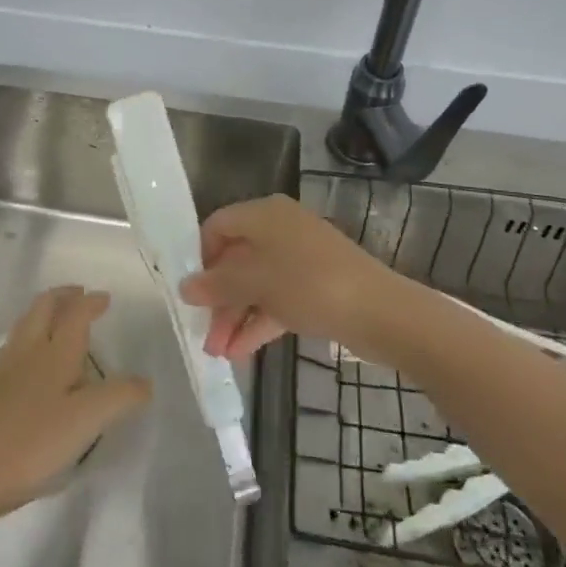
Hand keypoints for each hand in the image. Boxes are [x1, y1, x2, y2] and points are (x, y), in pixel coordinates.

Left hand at [0, 287, 150, 514]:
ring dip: (43, 312)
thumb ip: (120, 396)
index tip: (105, 299)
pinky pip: (14, 346)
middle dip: (63, 296)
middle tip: (79, 295)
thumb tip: (145, 383)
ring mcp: (7, 368)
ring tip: (57, 318)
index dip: (91, 302)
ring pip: (25, 324)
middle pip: (43, 307)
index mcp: (56, 351)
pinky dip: (28, 337)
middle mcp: (30, 350)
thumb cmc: (37, 439)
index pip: (75, 313)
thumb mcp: (89, 419)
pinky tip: (31, 357)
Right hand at [179, 194, 406, 361]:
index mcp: (264, 214)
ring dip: (234, 315)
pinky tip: (239, 352)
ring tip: (216, 352)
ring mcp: (299, 259)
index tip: (189, 290)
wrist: (379, 312)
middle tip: (202, 333)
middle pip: (236, 258)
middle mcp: (280, 229)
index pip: (218, 225)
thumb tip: (185, 287)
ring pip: (255, 283)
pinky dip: (258, 322)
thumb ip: (217, 285)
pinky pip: (276, 299)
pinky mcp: (314, 287)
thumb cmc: (309, 284)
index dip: (200, 256)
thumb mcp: (256, 282)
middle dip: (217, 297)